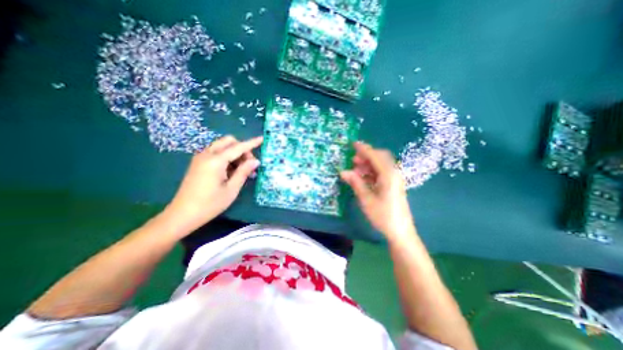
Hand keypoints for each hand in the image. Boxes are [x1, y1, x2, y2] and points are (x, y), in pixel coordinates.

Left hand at [162, 136, 260, 236]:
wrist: (182, 215)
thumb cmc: (210, 204)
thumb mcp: (232, 189)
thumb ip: (244, 172)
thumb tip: (256, 161)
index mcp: (216, 161)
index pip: (238, 147)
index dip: (251, 143)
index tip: (262, 139)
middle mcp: (207, 155)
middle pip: (228, 141)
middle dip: (242, 148)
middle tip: (249, 164)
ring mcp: (200, 158)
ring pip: (222, 146)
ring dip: (235, 153)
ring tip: (242, 170)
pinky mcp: (198, 163)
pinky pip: (216, 153)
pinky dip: (227, 157)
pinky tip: (231, 171)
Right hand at [341, 142, 411, 240]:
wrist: (400, 231)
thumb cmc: (383, 216)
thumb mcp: (366, 199)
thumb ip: (355, 183)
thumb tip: (343, 172)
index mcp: (388, 175)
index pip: (375, 156)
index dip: (364, 149)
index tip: (353, 144)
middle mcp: (394, 173)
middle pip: (380, 157)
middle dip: (366, 156)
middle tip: (353, 160)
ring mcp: (395, 179)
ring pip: (381, 165)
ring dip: (368, 164)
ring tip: (355, 169)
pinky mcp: (394, 184)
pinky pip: (382, 172)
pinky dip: (372, 171)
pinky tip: (363, 177)